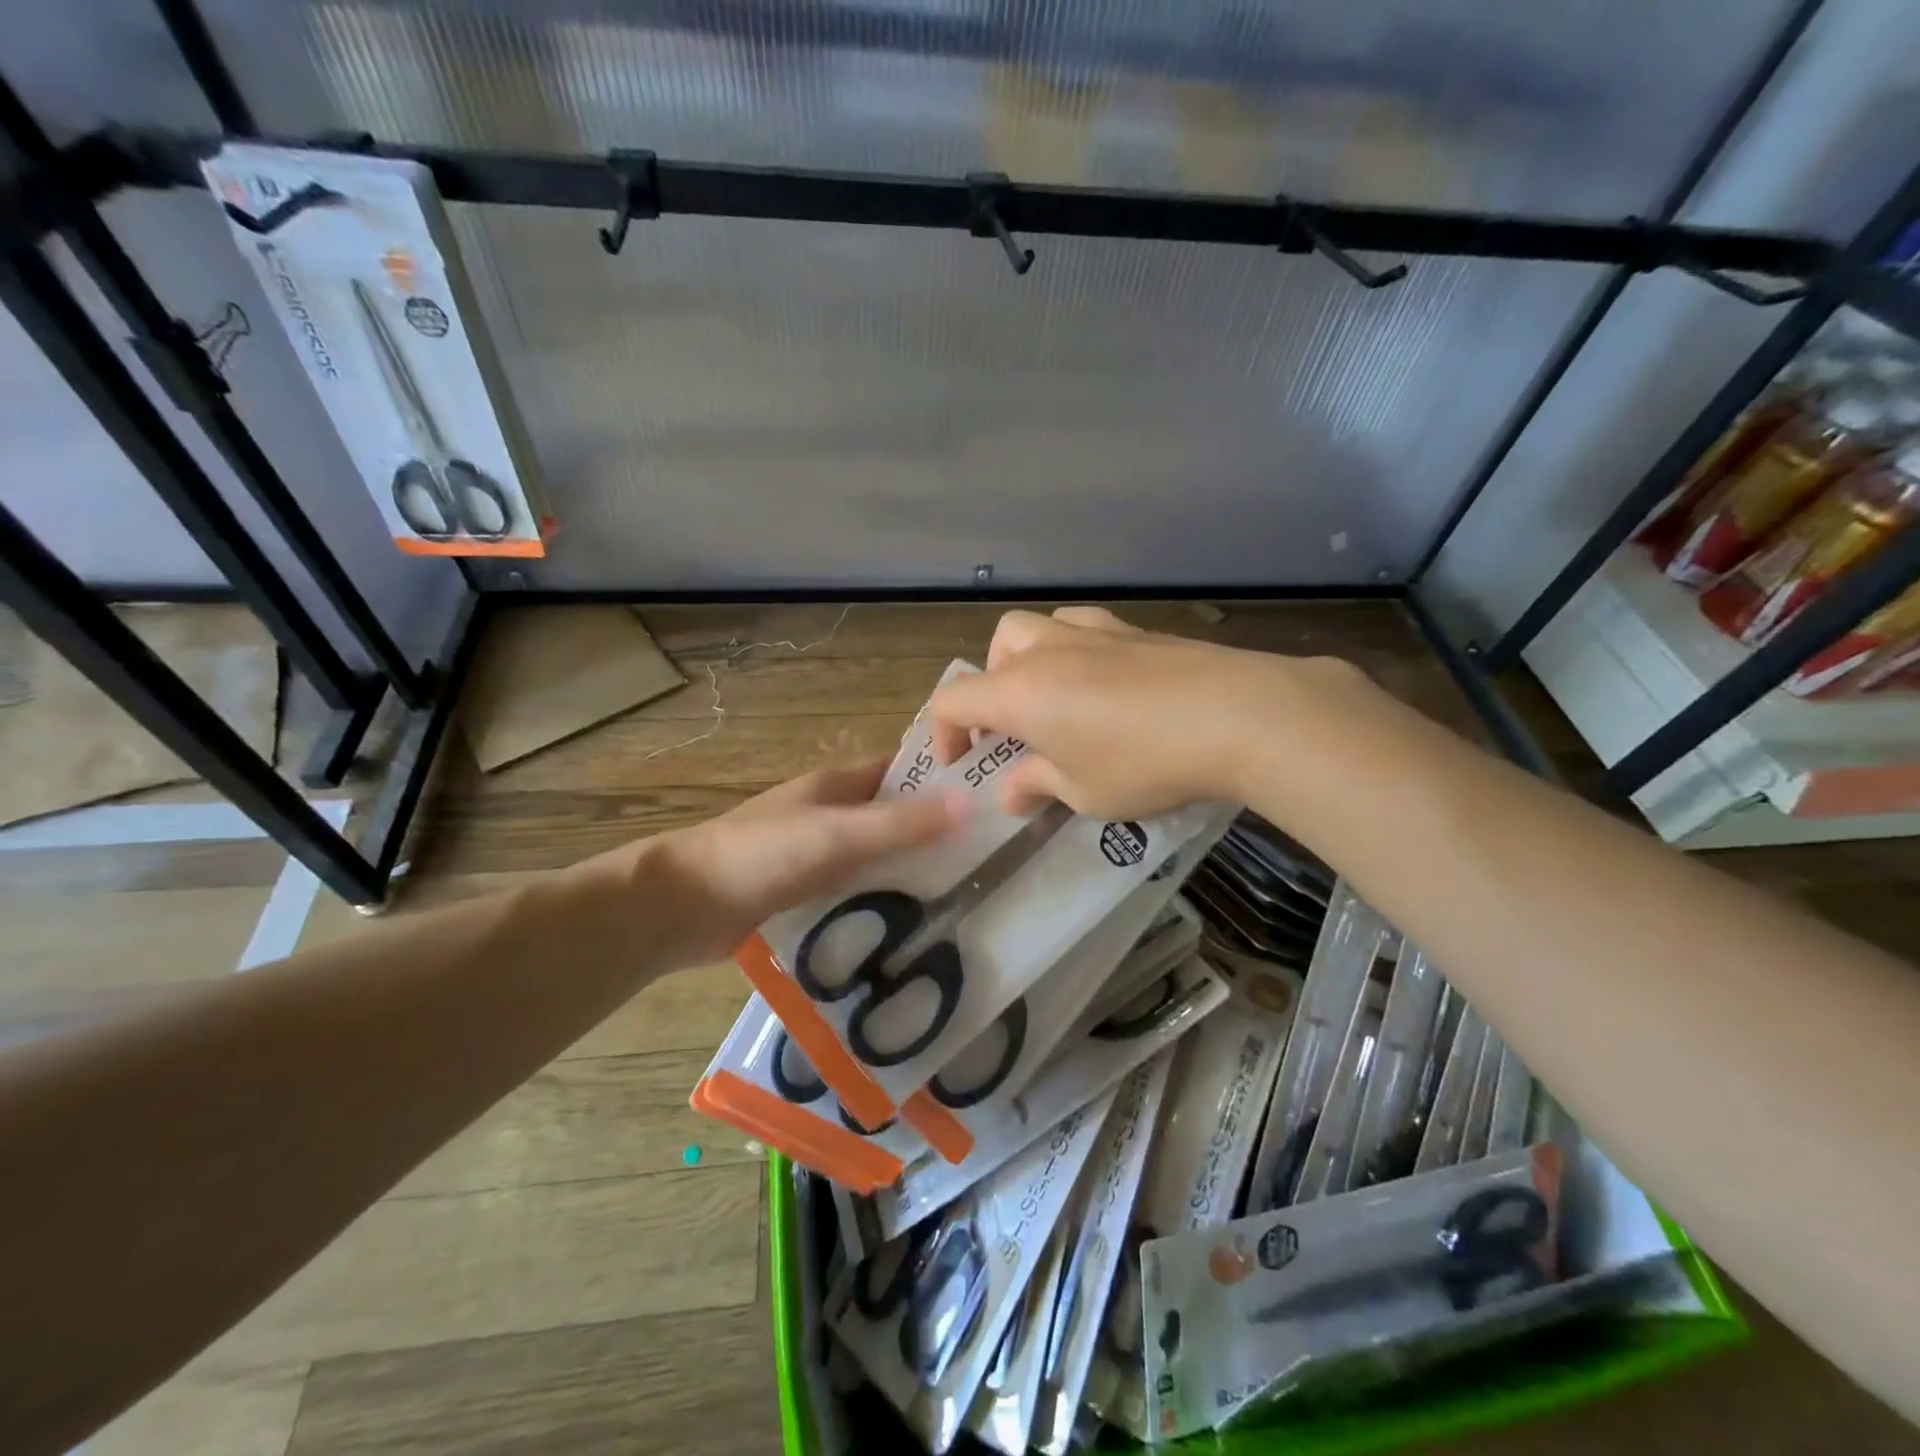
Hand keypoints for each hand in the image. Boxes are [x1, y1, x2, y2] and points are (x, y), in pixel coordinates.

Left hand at [648, 760, 963, 963]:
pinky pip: (859, 892)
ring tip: (970, 898)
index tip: (992, 799)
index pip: (904, 770)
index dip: (944, 779)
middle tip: (994, 860)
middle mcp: (832, 815)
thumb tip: (971, 803)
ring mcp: (818, 856)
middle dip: (937, 834)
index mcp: (838, 785)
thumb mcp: (835, 834)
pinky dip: (884, 903)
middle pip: (896, 817)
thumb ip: (899, 823)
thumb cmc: (759, 855)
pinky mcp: (807, 895)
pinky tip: (917, 929)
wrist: (680, 906)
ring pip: (879, 858)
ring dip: (913, 873)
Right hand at [928, 606, 1361, 818]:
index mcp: (1020, 692)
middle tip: (1016, 727)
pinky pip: (1088, 626)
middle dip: (992, 685)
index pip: (954, 700)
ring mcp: (1097, 633)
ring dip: (1032, 658)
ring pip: (1041, 626)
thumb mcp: (1084, 792)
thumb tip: (1012, 791)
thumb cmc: (1144, 764)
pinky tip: (1107, 683)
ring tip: (1057, 699)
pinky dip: (1078, 650)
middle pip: (996, 647)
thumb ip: (1039, 785)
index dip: (945, 733)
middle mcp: (1049, 652)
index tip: (962, 764)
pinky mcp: (1140, 631)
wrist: (1238, 715)